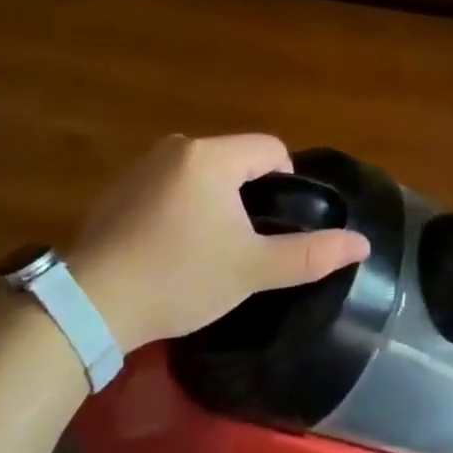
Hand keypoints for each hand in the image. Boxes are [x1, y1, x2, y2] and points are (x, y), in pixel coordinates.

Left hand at [67, 133, 368, 353]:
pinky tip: (171, 248)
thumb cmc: (179, 278)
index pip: (270, 149)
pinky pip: (170, 185)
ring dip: (215, 202)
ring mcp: (142, 165)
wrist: (89, 305)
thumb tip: (362, 243)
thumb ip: (310, 254)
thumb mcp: (251, 269)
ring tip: (208, 250)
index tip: (276, 227)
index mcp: (212, 156)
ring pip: (202, 173)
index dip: (285, 184)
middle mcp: (177, 147)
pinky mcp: (119, 188)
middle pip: (236, 160)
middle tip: (244, 244)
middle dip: (248, 196)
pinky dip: (182, 207)